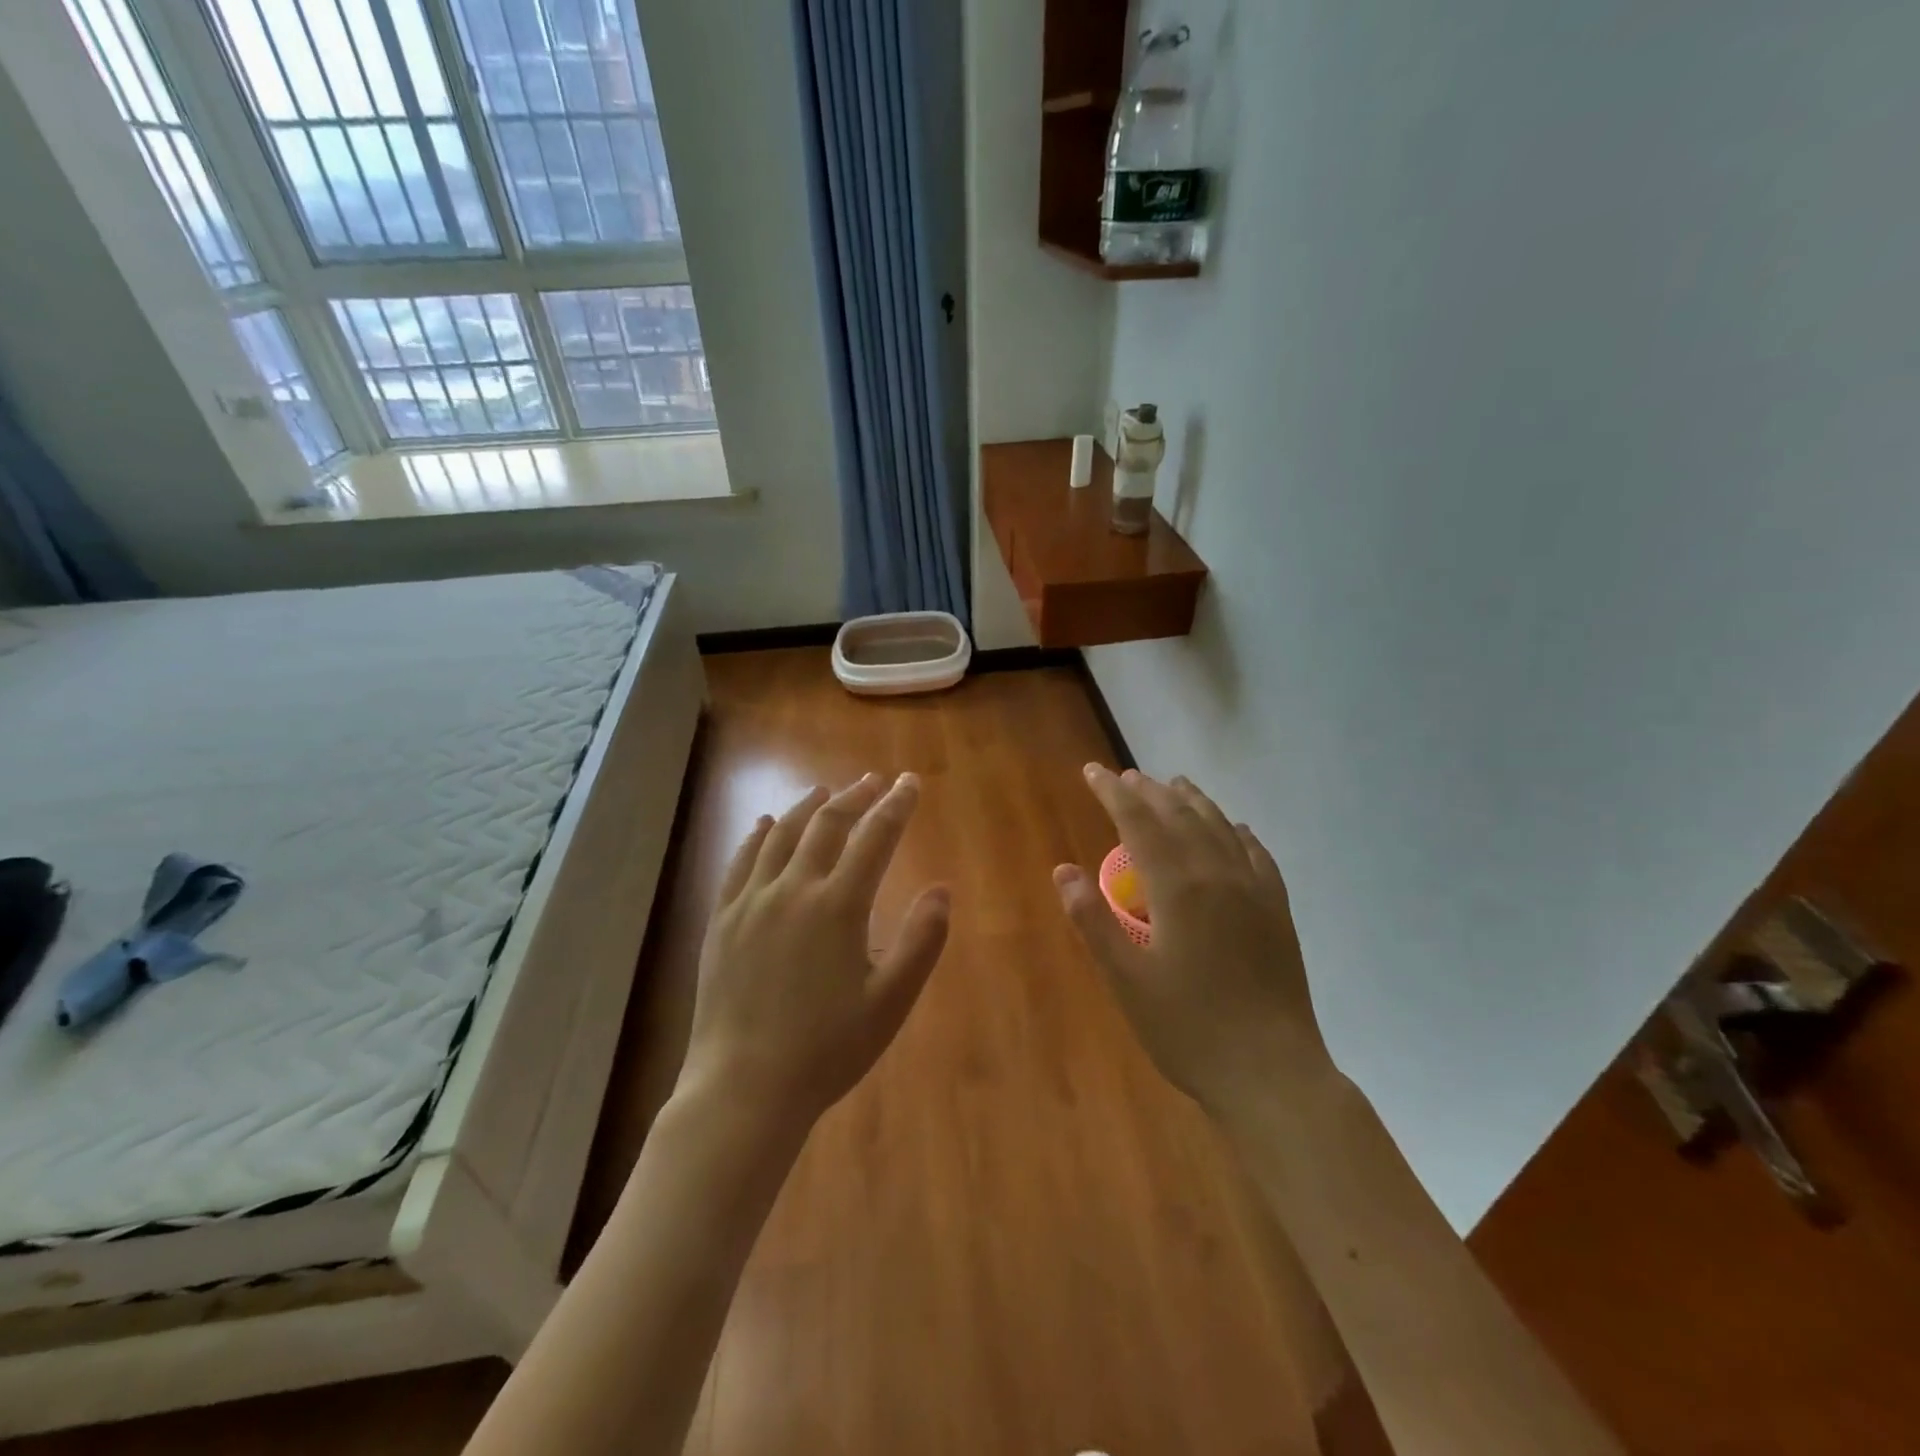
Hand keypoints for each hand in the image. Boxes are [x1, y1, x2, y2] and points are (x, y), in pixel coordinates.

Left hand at [679, 773, 950, 1130]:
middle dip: (854, 797)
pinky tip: (766, 824)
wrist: (745, 1087)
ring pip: (782, 835)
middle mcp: (793, 889)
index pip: (875, 837)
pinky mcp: (722, 919)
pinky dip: (758, 835)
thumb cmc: (828, 1048)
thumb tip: (942, 890)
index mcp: (839, 905)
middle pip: (827, 825)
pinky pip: (740, 861)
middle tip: (872, 781)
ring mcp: (751, 901)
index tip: (909, 782)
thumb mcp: (891, 1001)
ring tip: (824, 791)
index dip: (896, 805)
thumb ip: (921, 940)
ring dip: (808, 807)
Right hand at [1054, 765, 1334, 1119]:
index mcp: (1178, 888)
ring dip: (1194, 801)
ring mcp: (1255, 892)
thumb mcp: (1126, 980)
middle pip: (1180, 816)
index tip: (1093, 772)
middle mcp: (1219, 875)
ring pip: (1221, 828)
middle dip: (1150, 791)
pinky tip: (1237, 829)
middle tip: (1126, 776)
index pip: (1139, 823)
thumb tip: (1063, 870)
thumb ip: (1092, 921)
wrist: (1271, 1073)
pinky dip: (1240, 833)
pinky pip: (1259, 856)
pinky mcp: (1278, 913)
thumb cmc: (1188, 1028)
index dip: (1113, 793)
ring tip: (1176, 784)